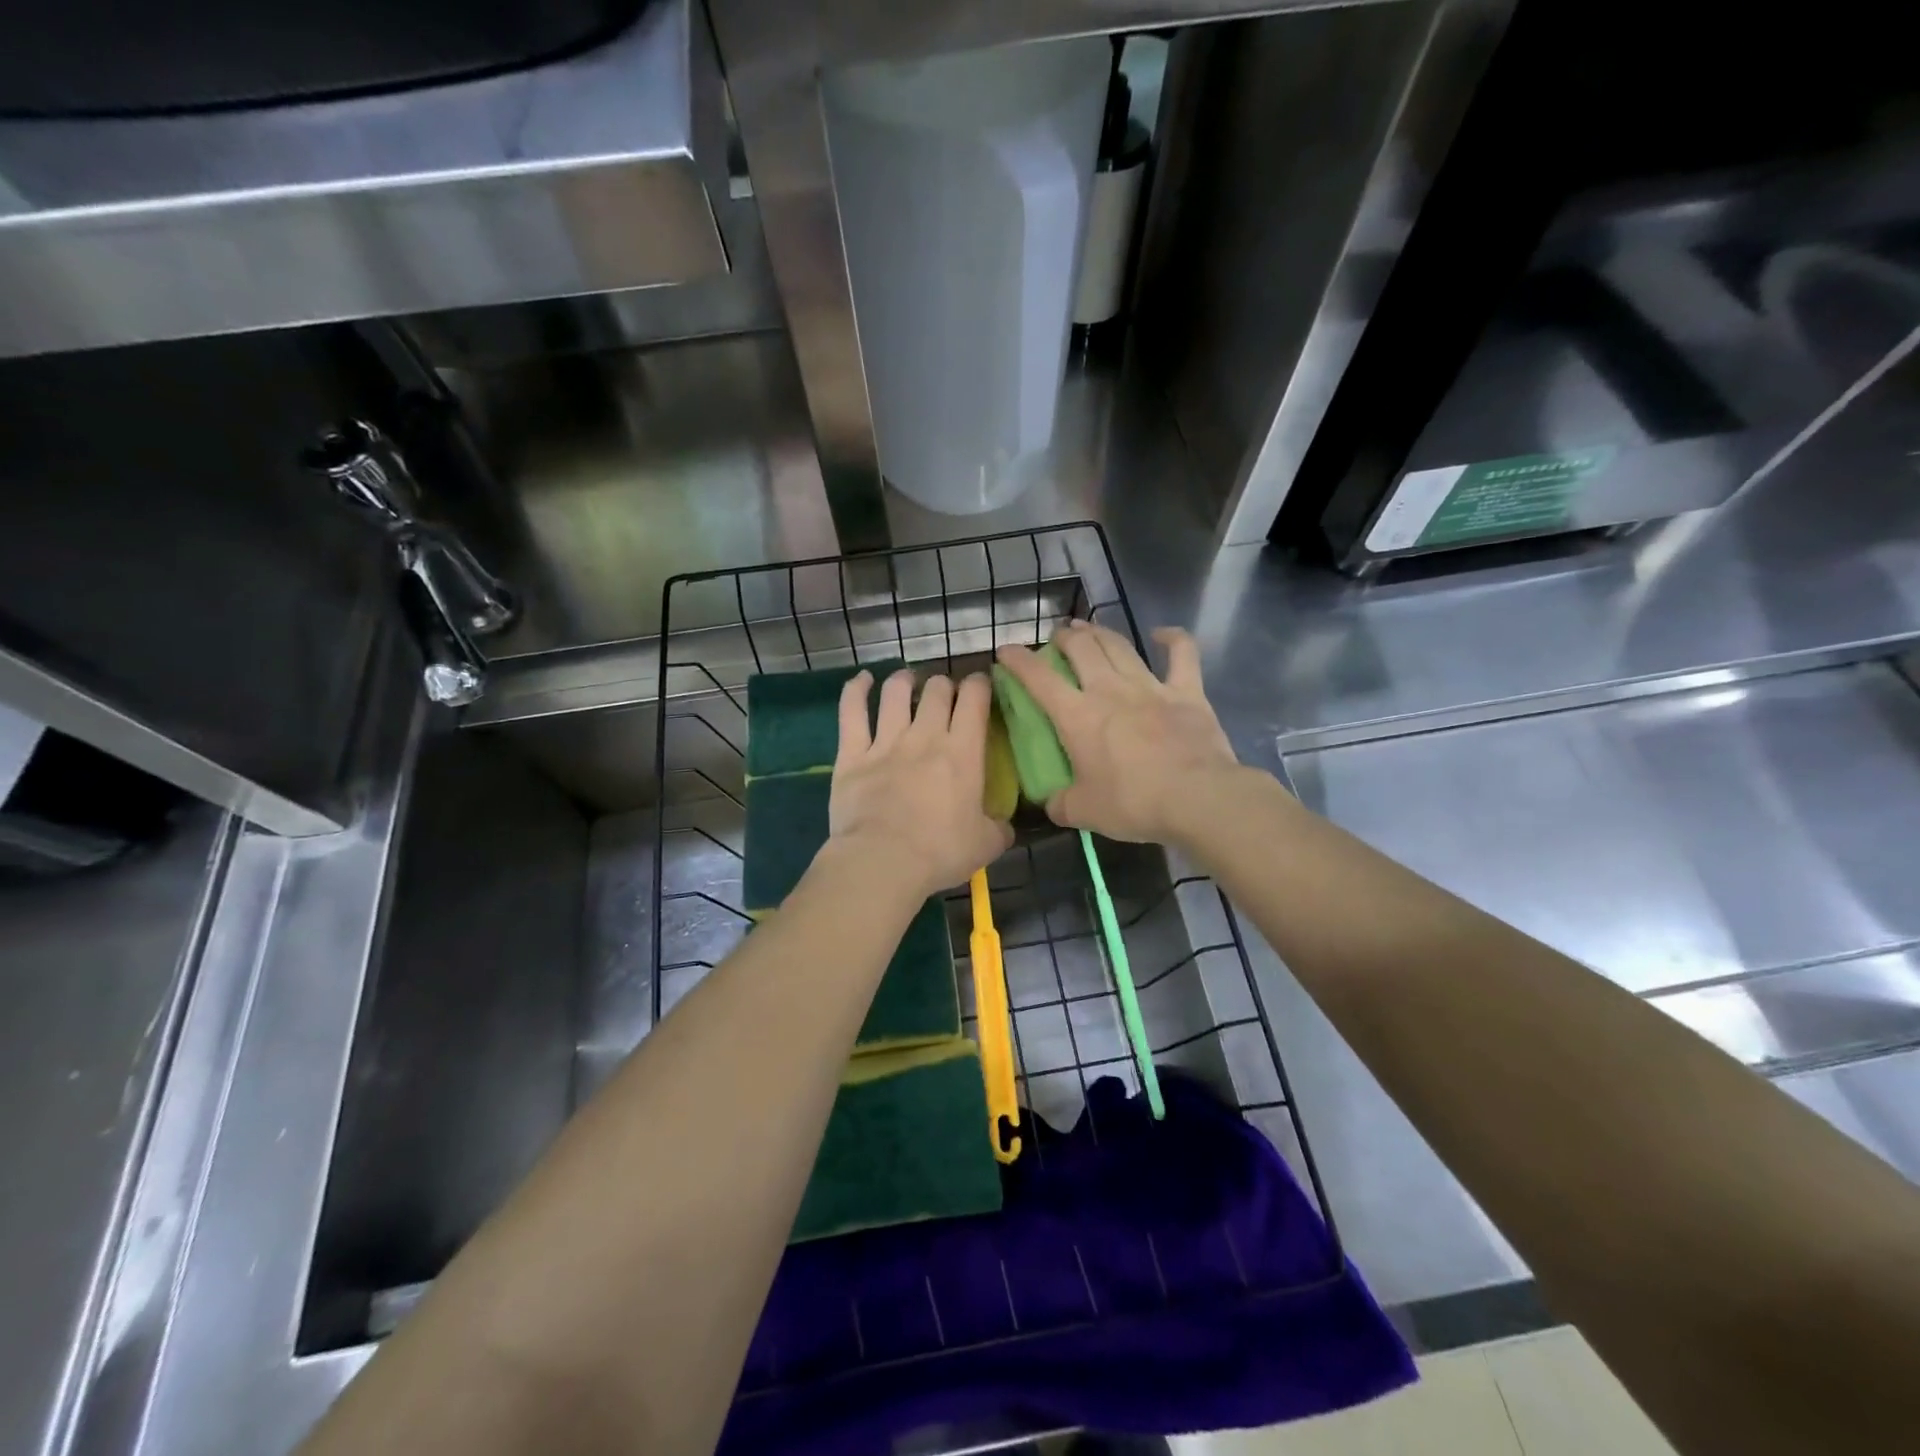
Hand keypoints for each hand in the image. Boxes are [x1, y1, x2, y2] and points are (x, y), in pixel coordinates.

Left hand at [827, 668, 1014, 898]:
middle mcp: (925, 736)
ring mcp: (885, 741)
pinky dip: (856, 690)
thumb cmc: (940, 852)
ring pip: (895, 692)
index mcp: (963, 752)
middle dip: (944, 685)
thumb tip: (1005, 824)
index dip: (979, 684)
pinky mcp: (852, 754)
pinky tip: (863, 680)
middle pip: (936, 689)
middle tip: (945, 696)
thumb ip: (999, 827)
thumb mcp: (986, 844)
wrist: (882, 862)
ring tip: (908, 681)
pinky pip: (852, 711)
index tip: (980, 687)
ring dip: (904, 681)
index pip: (974, 698)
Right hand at [996, 622, 1244, 844]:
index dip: (1018, 660)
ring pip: (1119, 645)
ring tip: (1087, 628)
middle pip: (1081, 648)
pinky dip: (1173, 639)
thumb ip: (1060, 804)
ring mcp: (1150, 686)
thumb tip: (1051, 802)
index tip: (1005, 650)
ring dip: (1100, 632)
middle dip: (1064, 638)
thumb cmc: (1133, 803)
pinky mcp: (1187, 692)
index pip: (1038, 678)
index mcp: (1077, 716)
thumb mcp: (1083, 812)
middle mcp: (1109, 690)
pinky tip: (1163, 633)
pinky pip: (1182, 654)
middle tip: (1057, 639)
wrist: (1197, 798)